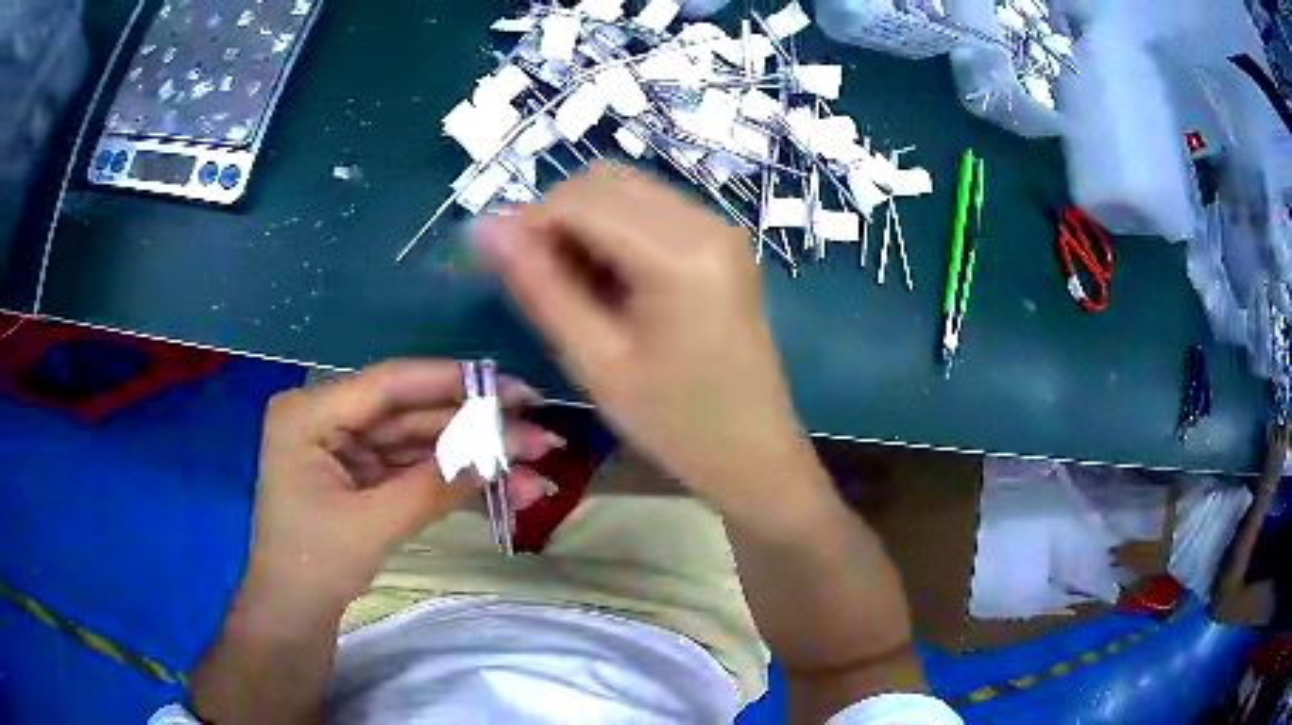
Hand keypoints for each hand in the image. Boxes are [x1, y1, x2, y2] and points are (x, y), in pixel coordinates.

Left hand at [252, 360, 561, 605]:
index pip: (388, 385)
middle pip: (411, 413)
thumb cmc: (313, 566)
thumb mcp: (371, 525)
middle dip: (475, 428)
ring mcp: (347, 448)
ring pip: (420, 442)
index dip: (453, 383)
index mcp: (309, 414)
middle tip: (538, 432)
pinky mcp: (363, 475)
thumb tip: (498, 455)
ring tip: (533, 465)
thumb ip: (431, 486)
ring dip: (474, 455)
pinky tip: (501, 485)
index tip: (511, 387)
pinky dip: (454, 478)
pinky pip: (414, 469)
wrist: (293, 616)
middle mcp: (328, 419)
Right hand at [478, 162, 812, 511]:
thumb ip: (539, 287)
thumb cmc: (674, 423)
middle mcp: (706, 222)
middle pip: (605, 181)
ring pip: (626, 189)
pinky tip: (610, 281)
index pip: (581, 200)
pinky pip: (652, 209)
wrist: (753, 452)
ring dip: (585, 222)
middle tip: (540, 280)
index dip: (528, 222)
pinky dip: (616, 229)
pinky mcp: (722, 241)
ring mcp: (720, 227)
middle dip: (557, 217)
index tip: (499, 264)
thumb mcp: (596, 361)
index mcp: (680, 255)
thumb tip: (486, 227)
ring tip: (576, 287)